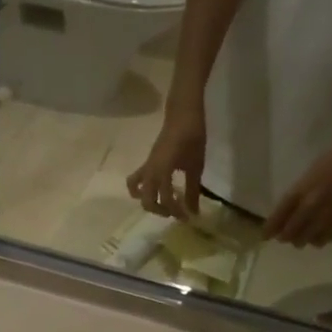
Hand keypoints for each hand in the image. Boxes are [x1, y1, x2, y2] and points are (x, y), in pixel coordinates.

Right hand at [127, 105, 206, 219]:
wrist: (183, 113)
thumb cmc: (192, 136)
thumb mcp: (196, 166)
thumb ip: (193, 190)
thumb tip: (193, 211)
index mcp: (162, 172)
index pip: (166, 200)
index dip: (177, 212)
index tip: (189, 218)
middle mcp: (150, 172)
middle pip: (147, 200)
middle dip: (160, 210)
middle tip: (175, 212)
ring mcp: (147, 166)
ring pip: (136, 189)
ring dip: (146, 200)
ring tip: (160, 203)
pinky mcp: (148, 162)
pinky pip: (138, 179)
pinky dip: (144, 189)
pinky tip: (159, 189)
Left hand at [264, 134, 331, 246]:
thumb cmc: (329, 163)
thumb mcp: (306, 179)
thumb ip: (295, 198)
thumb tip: (283, 219)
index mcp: (299, 191)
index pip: (278, 216)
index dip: (269, 229)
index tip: (265, 236)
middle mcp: (310, 204)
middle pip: (289, 232)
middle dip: (285, 237)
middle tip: (285, 237)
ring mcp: (325, 212)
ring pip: (305, 239)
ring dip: (301, 240)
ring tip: (302, 236)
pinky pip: (324, 239)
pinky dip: (317, 240)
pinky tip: (317, 235)